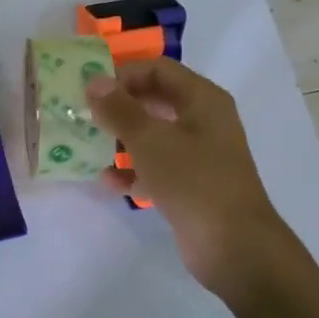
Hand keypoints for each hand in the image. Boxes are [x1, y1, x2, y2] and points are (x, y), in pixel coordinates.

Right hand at [86, 60, 301, 304]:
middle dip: (118, 107)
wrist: (235, 248)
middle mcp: (203, 121)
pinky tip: (107, 182)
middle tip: (83, 114)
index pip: (157, 70)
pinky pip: (155, 167)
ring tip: (87, 147)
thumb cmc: (194, 181)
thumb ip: (119, 109)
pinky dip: (132, 172)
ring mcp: (198, 155)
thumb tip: (94, 81)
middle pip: (153, 101)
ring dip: (120, 140)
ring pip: (152, 135)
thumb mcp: (150, 140)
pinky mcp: (190, 185)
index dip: (123, 74)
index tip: (89, 89)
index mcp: (202, 100)